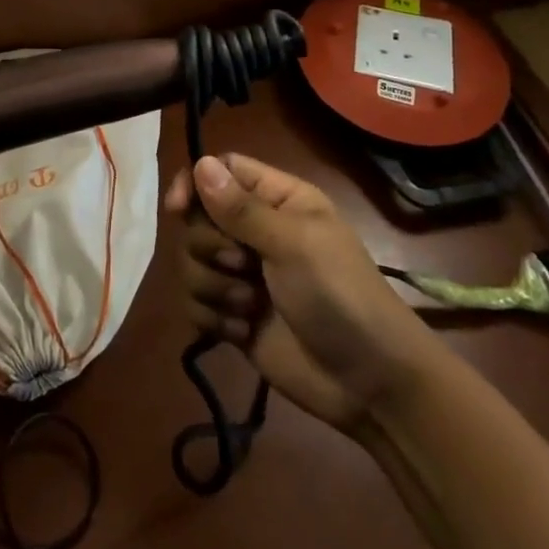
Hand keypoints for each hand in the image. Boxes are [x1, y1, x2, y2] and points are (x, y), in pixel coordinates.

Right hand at [165, 154, 443, 432]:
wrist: (370, 384)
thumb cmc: (340, 297)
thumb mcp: (294, 245)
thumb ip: (241, 208)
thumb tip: (200, 163)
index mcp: (278, 201)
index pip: (222, 171)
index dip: (195, 183)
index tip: (178, 208)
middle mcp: (255, 231)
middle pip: (198, 218)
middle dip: (210, 246)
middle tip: (242, 265)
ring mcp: (242, 275)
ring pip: (191, 262)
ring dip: (213, 286)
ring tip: (248, 307)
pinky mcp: (233, 316)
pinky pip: (195, 303)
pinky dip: (213, 318)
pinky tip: (242, 332)